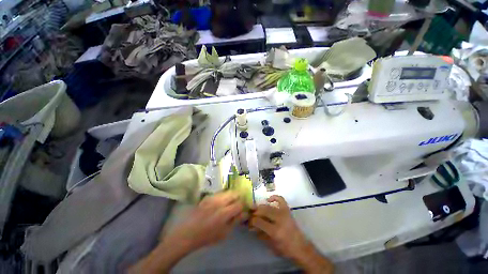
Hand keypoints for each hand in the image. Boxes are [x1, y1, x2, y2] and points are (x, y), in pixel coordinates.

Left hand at [165, 191, 244, 251]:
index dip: (243, 206)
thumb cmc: (207, 236)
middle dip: (238, 197)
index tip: (242, 209)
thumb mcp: (224, 233)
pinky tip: (221, 202)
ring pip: (227, 191)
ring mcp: (213, 197)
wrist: (189, 232)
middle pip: (234, 193)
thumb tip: (244, 214)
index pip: (239, 204)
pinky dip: (224, 195)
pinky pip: (220, 192)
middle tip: (238, 204)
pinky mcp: (208, 196)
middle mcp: (220, 202)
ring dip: (231, 195)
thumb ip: (235, 221)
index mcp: (225, 213)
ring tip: (230, 202)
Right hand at [249, 195, 308, 260]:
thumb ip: (260, 234)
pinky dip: (274, 197)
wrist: (300, 246)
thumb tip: (251, 226)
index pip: (259, 221)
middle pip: (263, 211)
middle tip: (252, 215)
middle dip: (255, 212)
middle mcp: (279, 219)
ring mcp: (284, 213)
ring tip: (257, 210)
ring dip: (261, 207)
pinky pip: (280, 199)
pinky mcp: (288, 210)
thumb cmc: (285, 248)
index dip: (252, 220)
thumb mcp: (270, 244)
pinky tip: (268, 200)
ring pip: (268, 206)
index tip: (249, 221)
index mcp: (275, 231)